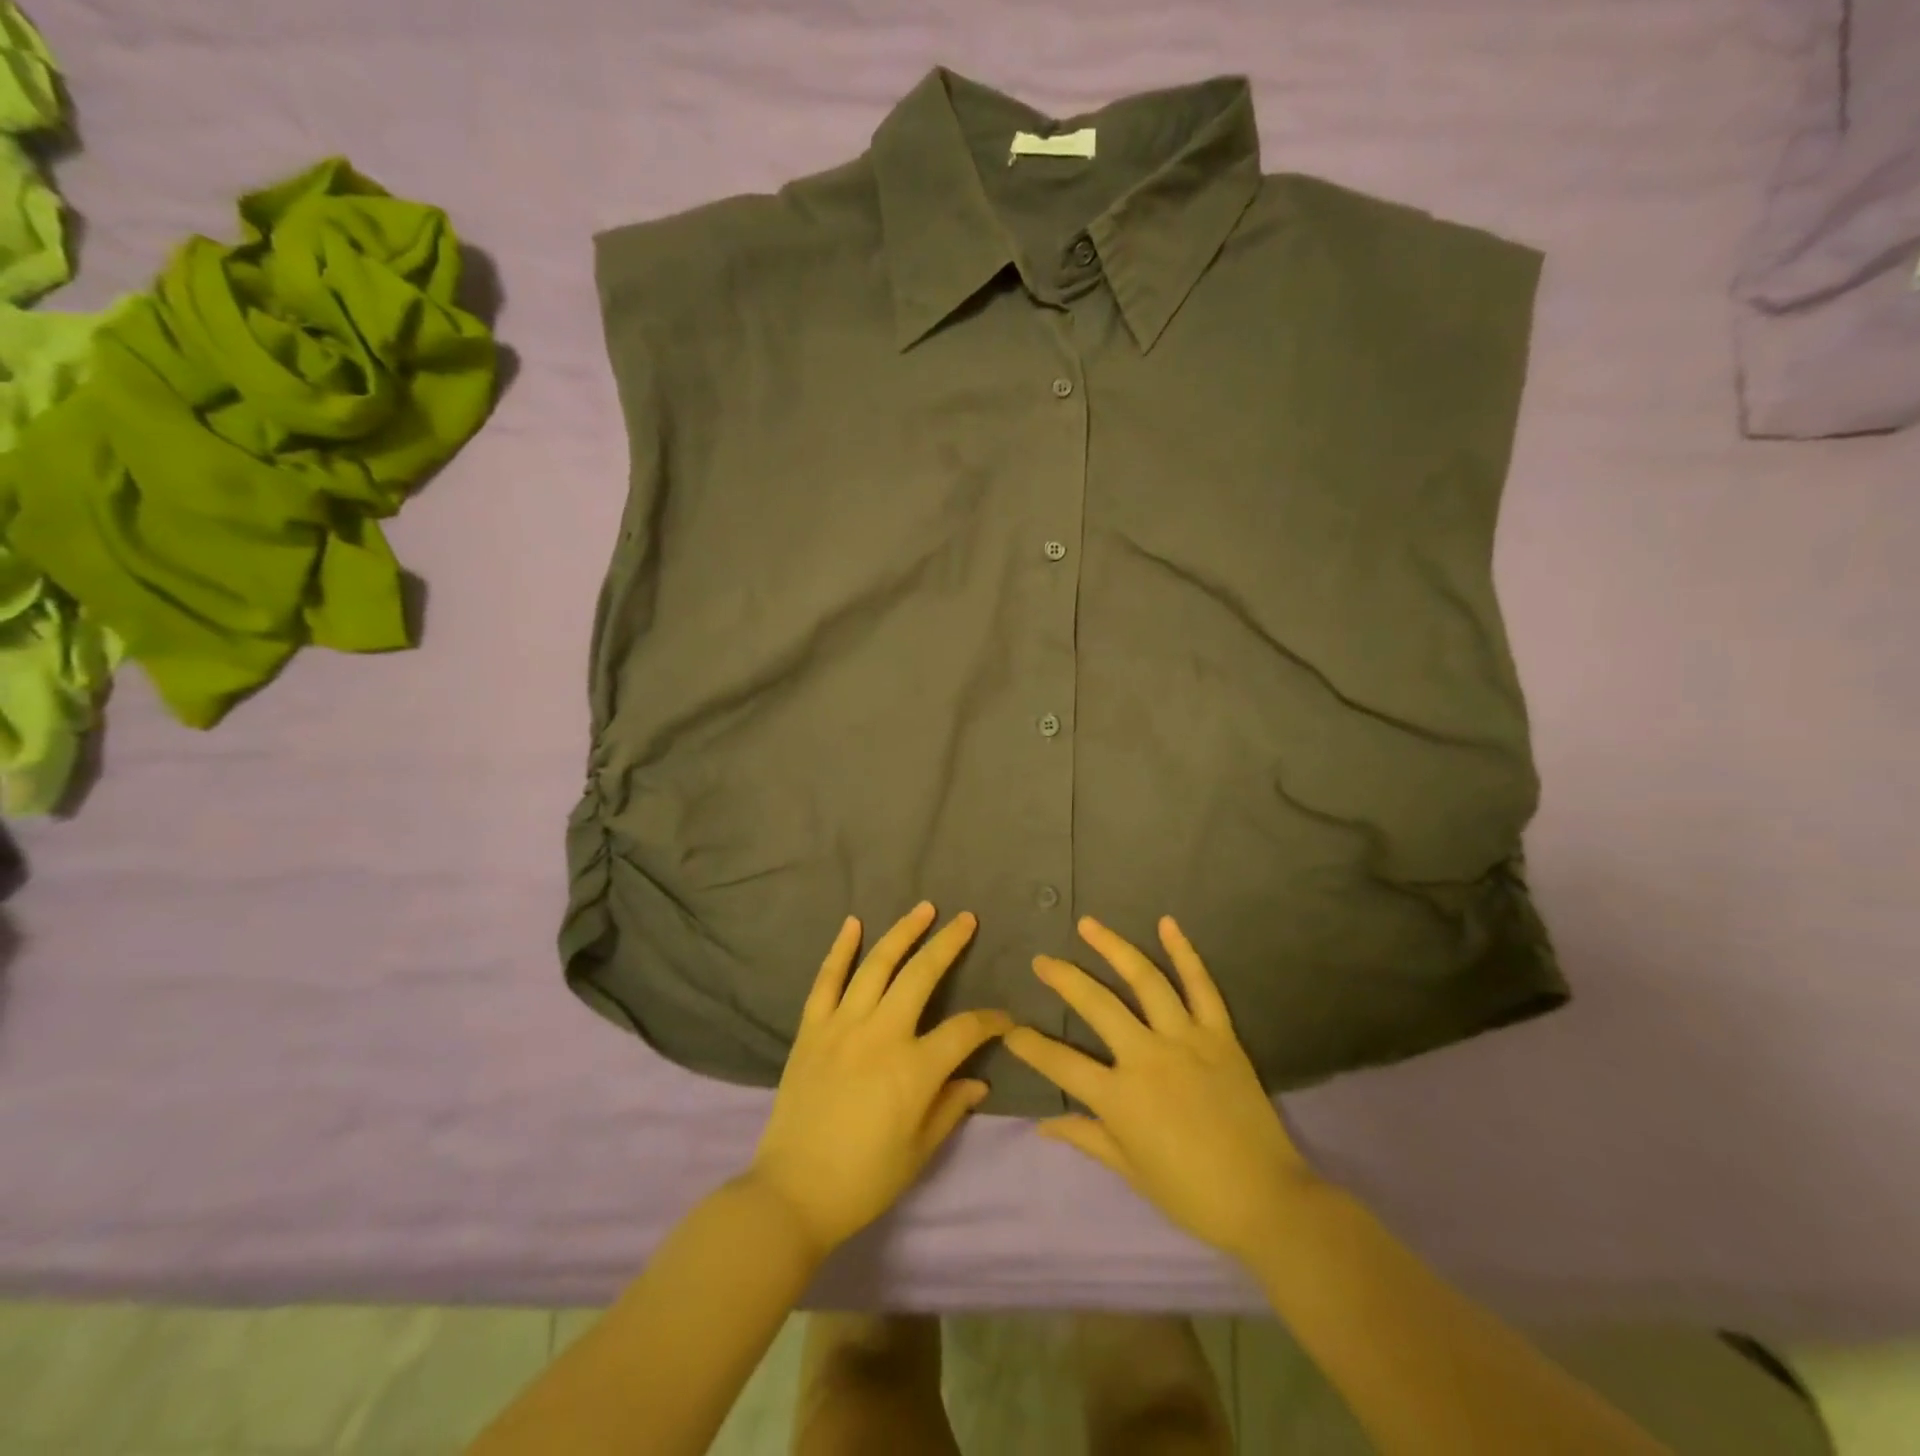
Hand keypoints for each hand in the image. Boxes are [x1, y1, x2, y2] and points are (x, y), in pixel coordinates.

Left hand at [747, 902, 1011, 1256]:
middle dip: (949, 944)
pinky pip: (826, 980)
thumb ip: (951, 1107)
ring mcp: (842, 1026)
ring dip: (902, 932)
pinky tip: (853, 923)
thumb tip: (979, 1080)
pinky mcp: (811, 1029)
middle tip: (967, 919)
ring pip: (877, 965)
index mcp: (915, 1068)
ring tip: (924, 908)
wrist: (792, 1193)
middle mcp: (881, 1034)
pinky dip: (840, 949)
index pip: (965, 1030)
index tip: (1005, 1020)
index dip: (991, 1021)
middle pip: (922, 975)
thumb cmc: (864, 1180)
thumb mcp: (920, 1151)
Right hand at [1003, 915, 1322, 1262]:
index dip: (1029, 1046)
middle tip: (1042, 960)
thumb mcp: (1131, 1171)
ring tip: (1088, 925)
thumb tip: (1042, 1126)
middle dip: (1064, 979)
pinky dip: (1185, 952)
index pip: (1061, 1064)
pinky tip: (1167, 923)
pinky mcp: (1220, 1036)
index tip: (1008, 1030)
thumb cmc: (1193, 1195)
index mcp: (1120, 1098)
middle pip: (1097, 1006)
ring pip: (1145, 981)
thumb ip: (1086, 1138)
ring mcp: (1186, 1040)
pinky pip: (1201, 986)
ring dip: (1113, 948)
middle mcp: (1147, 1057)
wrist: (1268, 1201)